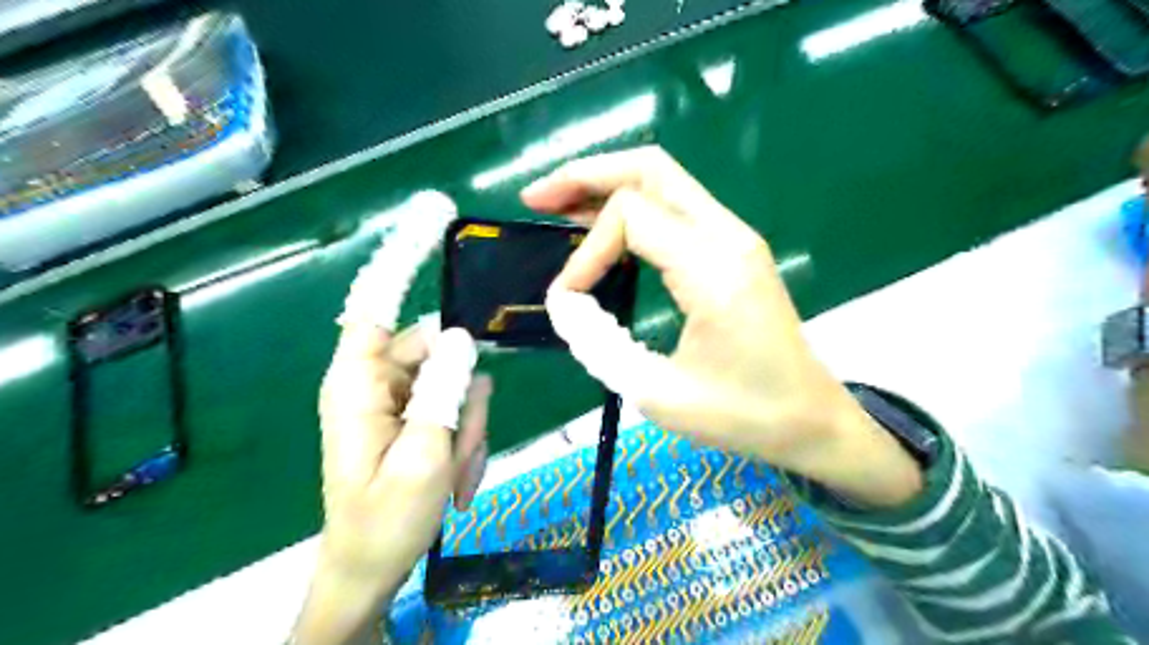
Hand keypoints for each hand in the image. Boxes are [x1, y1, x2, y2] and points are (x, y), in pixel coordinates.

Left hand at [292, 191, 487, 643]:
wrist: (371, 569)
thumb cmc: (384, 520)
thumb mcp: (422, 459)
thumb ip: (443, 394)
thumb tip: (463, 336)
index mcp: (358, 383)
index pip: (376, 303)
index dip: (403, 257)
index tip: (433, 214)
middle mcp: (378, 379)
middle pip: (440, 350)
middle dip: (464, 399)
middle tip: (461, 451)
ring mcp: (402, 397)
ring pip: (459, 381)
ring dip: (469, 425)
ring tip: (455, 475)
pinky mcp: (419, 413)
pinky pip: (459, 403)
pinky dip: (468, 435)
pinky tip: (457, 476)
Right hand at [524, 146, 921, 508]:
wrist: (811, 420)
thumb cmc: (744, 415)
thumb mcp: (659, 394)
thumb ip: (599, 345)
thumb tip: (564, 304)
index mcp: (714, 268)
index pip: (632, 217)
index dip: (586, 252)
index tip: (567, 298)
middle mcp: (728, 236)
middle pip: (650, 169)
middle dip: (587, 174)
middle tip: (537, 198)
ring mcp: (735, 238)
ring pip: (664, 180)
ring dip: (607, 185)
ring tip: (558, 204)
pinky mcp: (733, 251)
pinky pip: (676, 208)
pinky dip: (632, 207)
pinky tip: (602, 227)